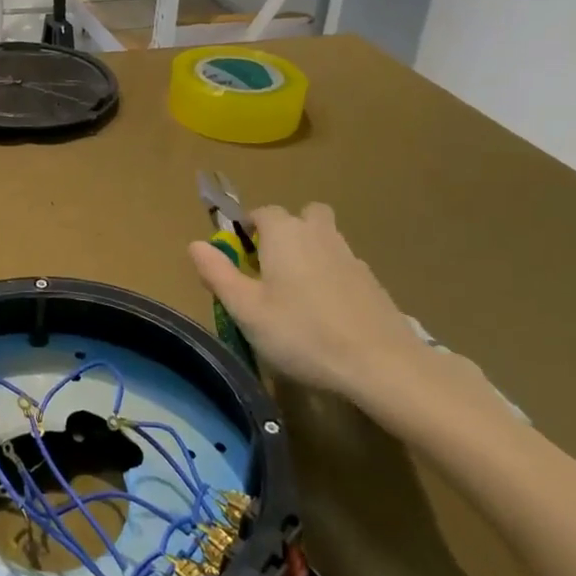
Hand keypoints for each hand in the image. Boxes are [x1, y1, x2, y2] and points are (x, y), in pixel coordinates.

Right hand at [191, 203, 425, 394]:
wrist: (380, 363)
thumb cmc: (302, 333)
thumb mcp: (247, 309)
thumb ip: (218, 273)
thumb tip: (195, 243)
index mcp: (285, 233)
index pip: (261, 212)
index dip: (247, 230)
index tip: (239, 259)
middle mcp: (318, 233)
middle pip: (301, 216)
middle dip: (285, 232)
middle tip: (272, 269)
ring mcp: (350, 255)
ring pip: (324, 239)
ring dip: (310, 253)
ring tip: (297, 296)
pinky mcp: (371, 281)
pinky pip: (342, 265)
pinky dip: (331, 277)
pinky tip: (326, 313)